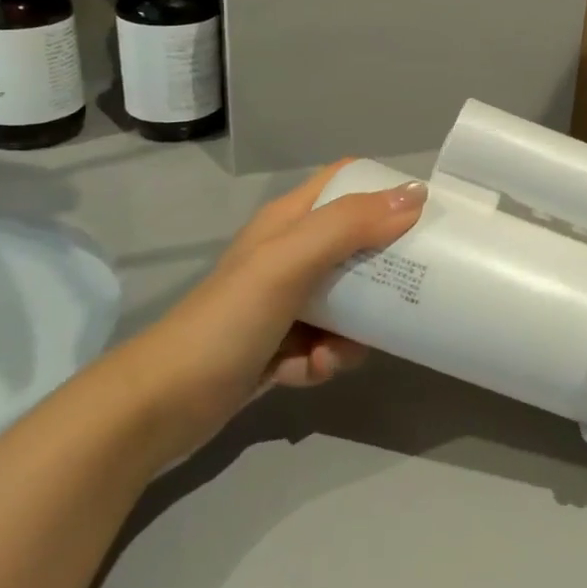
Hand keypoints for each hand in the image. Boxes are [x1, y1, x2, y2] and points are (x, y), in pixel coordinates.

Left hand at [121, 163, 427, 463]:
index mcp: (289, 221)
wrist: (160, 407)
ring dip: (355, 330)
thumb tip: (417, 194)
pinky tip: (308, 373)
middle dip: (383, 272)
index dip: (385, 188)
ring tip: (337, 351)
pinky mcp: (281, 345)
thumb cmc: (227, 321)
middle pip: (357, 245)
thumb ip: (350, 226)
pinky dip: (324, 360)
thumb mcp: (289, 262)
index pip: (345, 181)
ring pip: (349, 302)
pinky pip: (327, 344)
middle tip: (410, 289)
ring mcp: (285, 302)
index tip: (426, 212)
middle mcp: (289, 255)